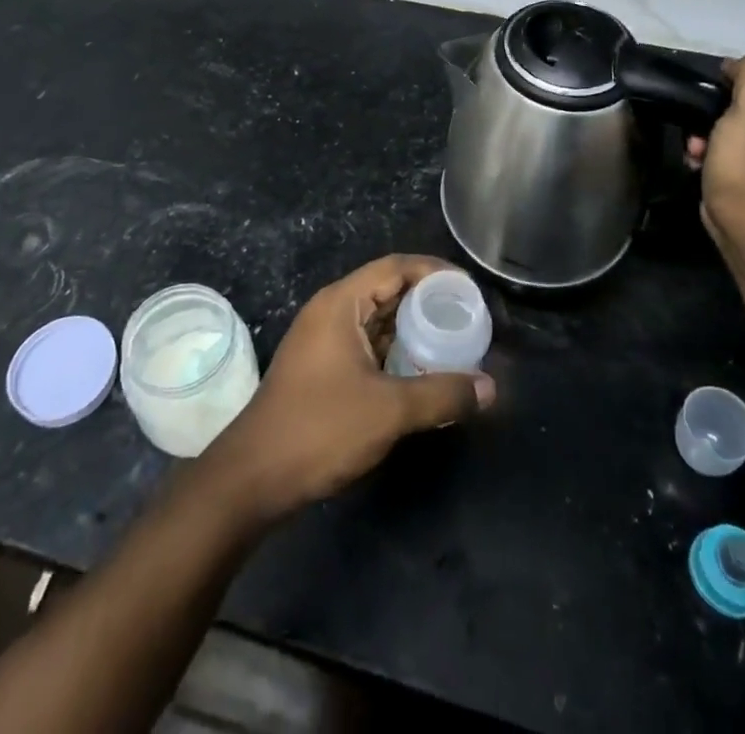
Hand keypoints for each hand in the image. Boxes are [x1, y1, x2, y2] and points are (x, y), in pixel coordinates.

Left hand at [200, 255, 495, 523]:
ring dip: (413, 328)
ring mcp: (324, 340)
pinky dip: (396, 350)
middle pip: (387, 290)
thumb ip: (442, 394)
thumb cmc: (320, 429)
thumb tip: (490, 388)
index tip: (468, 289)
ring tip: (453, 342)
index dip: (434, 271)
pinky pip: (368, 344)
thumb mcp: (389, 410)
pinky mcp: (323, 368)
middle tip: (468, 317)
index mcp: (341, 303)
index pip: (395, 267)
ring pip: (378, 320)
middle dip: (428, 301)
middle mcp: (331, 311)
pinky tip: (422, 371)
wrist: (254, 477)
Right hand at [685, 55, 744, 249]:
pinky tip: (698, 161)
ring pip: (727, 123)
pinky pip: (724, 147)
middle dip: (713, 112)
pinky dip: (707, 152)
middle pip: (741, 99)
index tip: (713, 101)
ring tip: (696, 149)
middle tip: (701, 129)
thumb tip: (737, 65)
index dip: (730, 83)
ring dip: (704, 134)